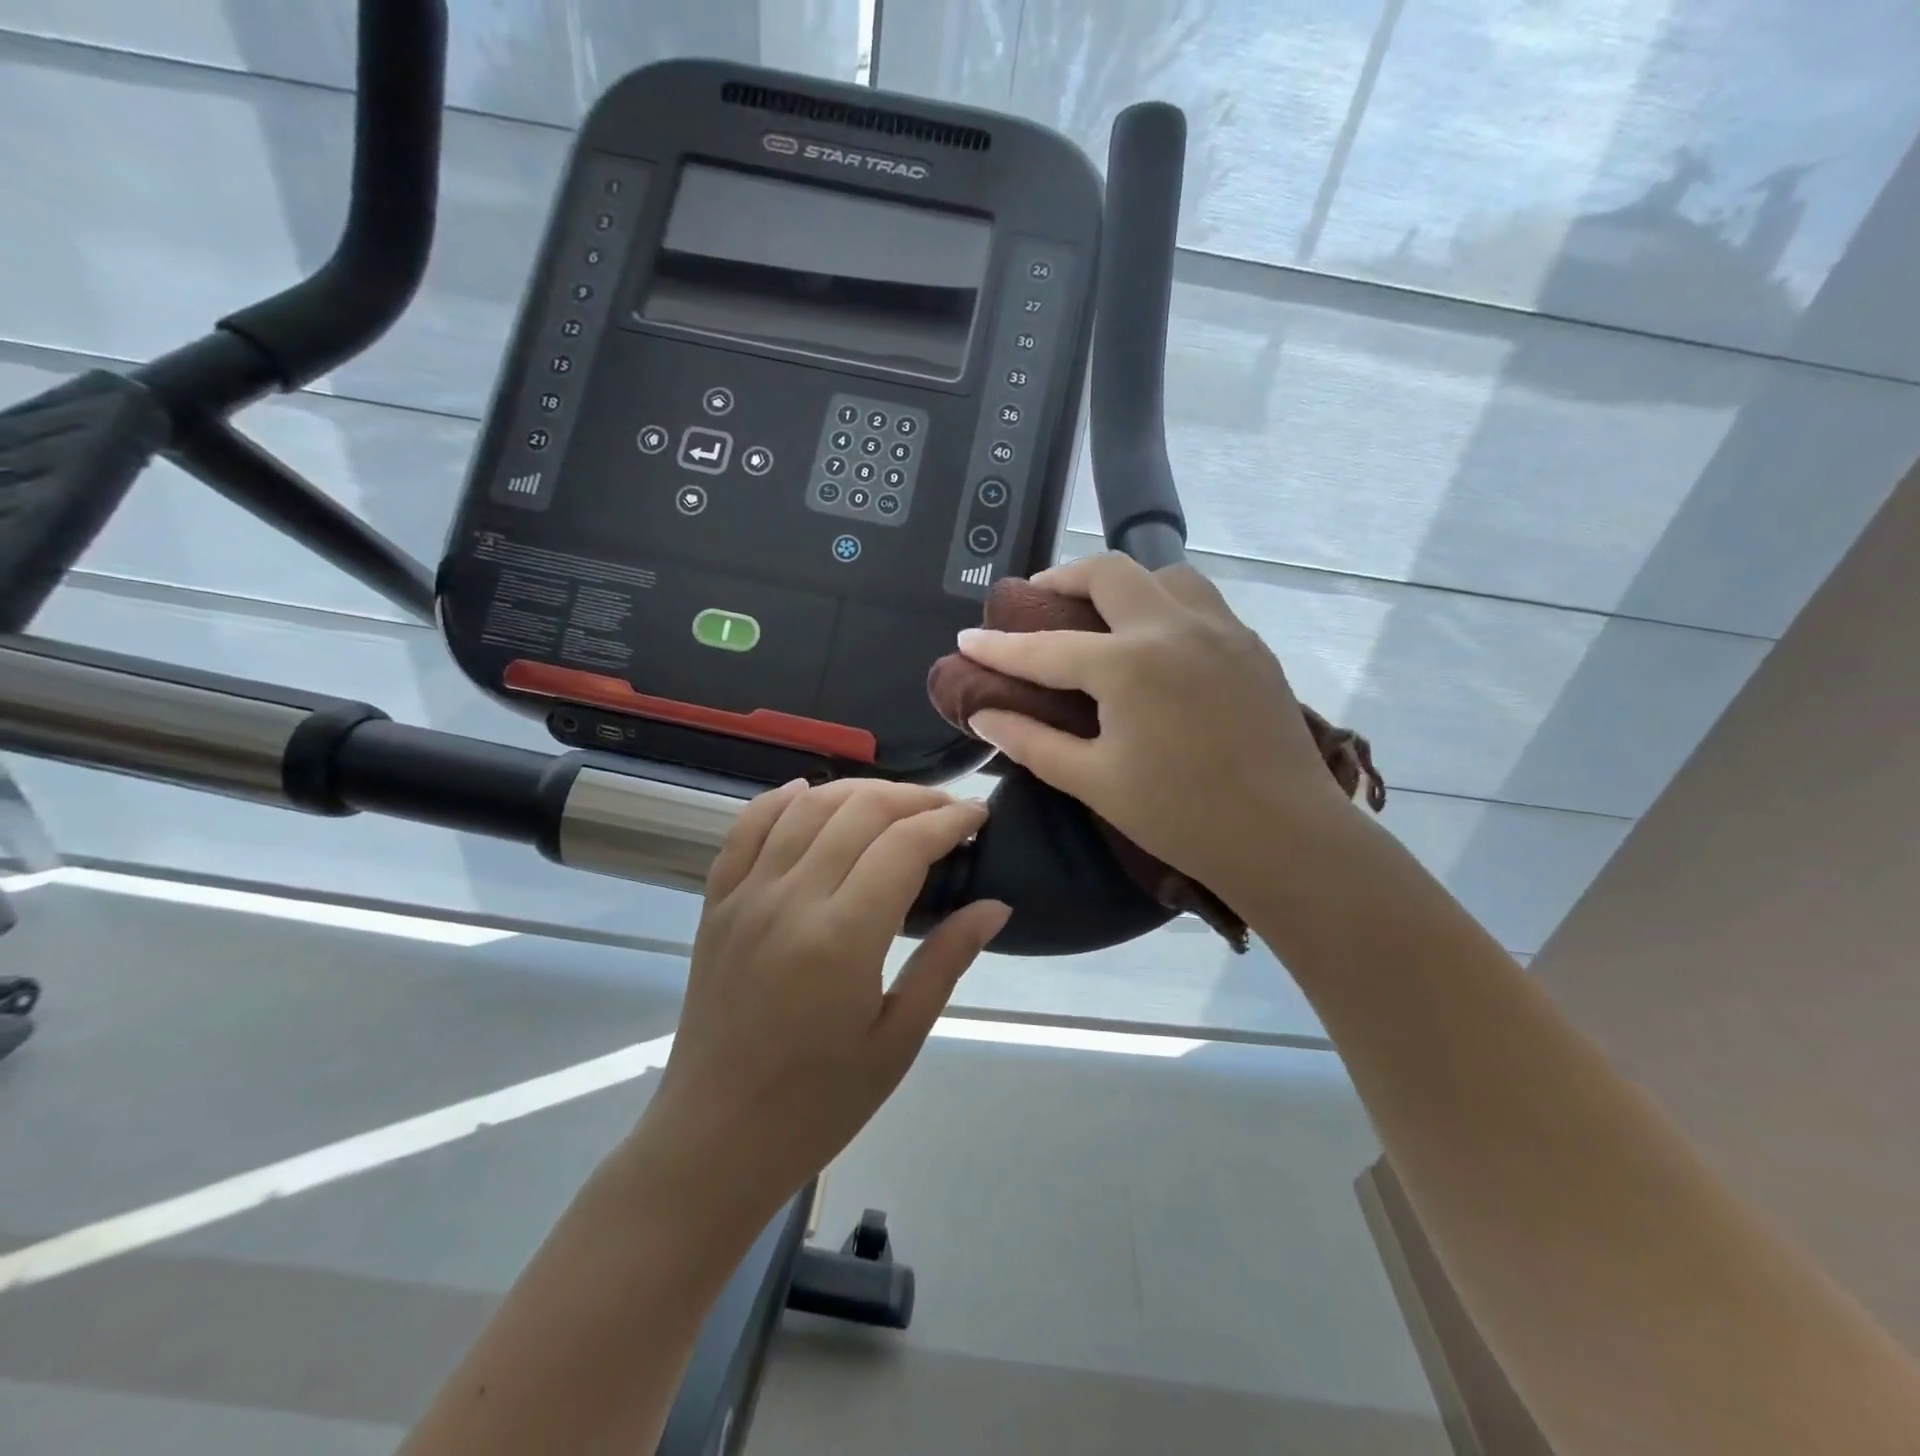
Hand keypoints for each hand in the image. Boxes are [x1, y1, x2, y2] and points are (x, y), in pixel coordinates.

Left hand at [642, 779, 1008, 1223]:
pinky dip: (782, 800)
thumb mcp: (898, 1040)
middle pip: (859, 811)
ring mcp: (745, 896)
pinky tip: (808, 795)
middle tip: (947, 812)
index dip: (949, 820)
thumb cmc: (818, 1103)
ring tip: (895, 805)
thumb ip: (946, 960)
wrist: (714, 1140)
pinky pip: (747, 828)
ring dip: (858, 792)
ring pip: (807, 806)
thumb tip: (996, 905)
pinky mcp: (716, 903)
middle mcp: (790, 900)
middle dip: (913, 798)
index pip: (905, 845)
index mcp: (841, 938)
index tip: (980, 816)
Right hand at [957, 552, 1353, 897]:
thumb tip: (983, 712)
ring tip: (1101, 616)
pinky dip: (1164, 602)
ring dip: (1122, 584)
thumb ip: (1032, 741)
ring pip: (1163, 574)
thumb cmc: (1180, 816)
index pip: (1046, 647)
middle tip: (1036, 604)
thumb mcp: (1094, 781)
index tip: (966, 639)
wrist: (1285, 835)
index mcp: (1129, 665)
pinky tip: (1156, 641)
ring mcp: (1220, 629)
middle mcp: (1174, 627)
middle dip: (1061, 580)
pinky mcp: (1250, 644)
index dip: (999, 646)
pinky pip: (1199, 600)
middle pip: (1108, 572)